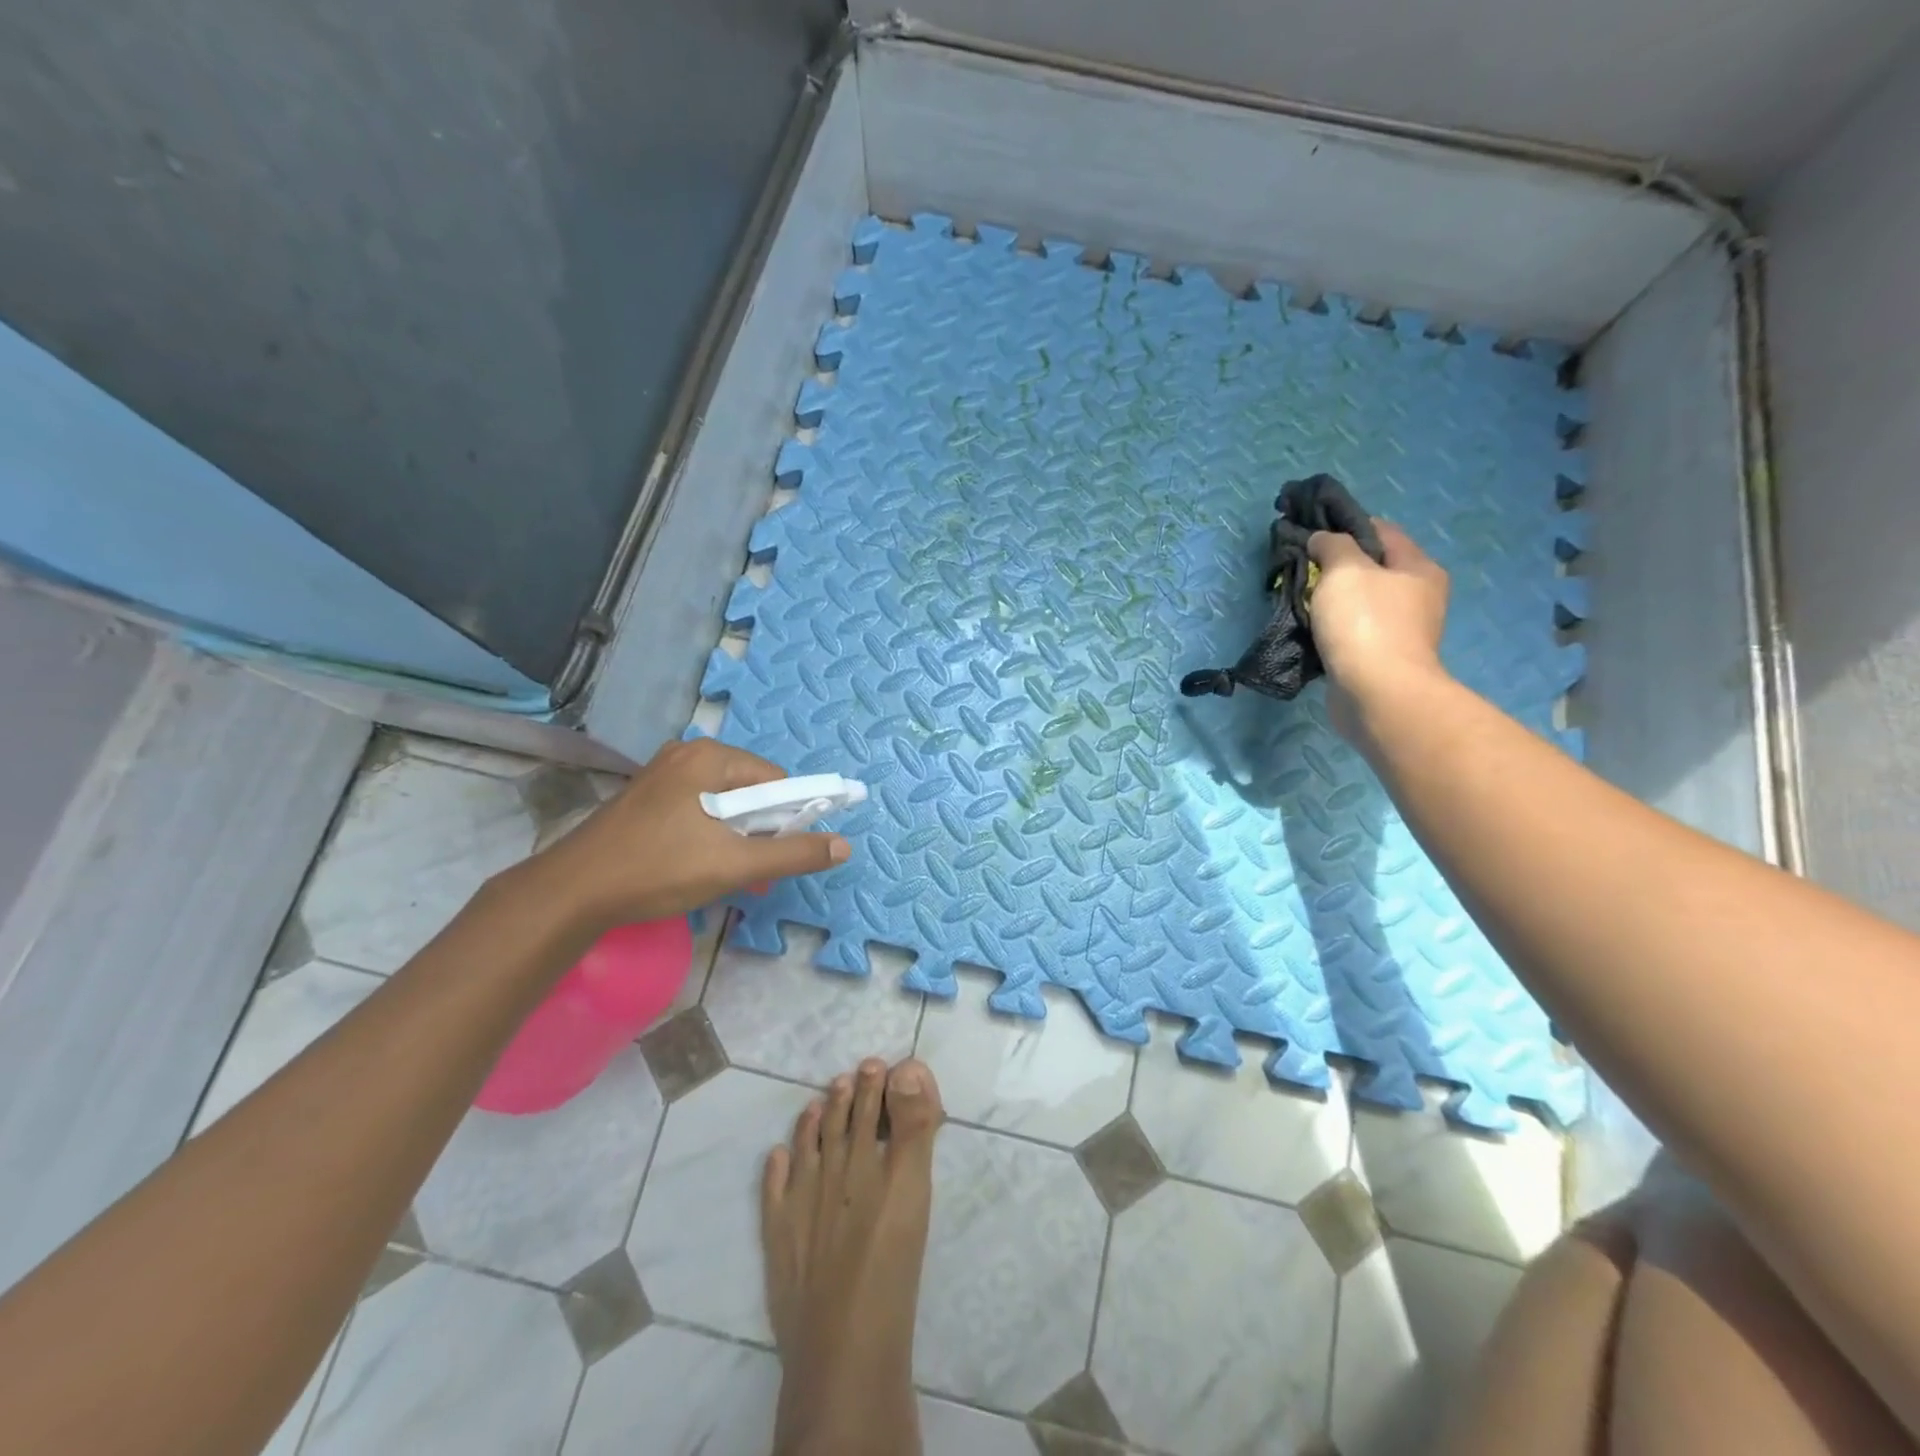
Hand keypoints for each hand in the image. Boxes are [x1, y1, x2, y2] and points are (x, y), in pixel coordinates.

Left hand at [534, 739, 851, 927]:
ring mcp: (661, 776)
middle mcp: (686, 755)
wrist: (571, 893)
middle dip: (762, 831)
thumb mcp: (734, 864)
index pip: (775, 779)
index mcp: (709, 758)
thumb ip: (792, 853)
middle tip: (755, 872)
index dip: (790, 816)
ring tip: (729, 874)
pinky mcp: (645, 798)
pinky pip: (697, 810)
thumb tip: (843, 845)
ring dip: (737, 838)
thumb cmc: (657, 869)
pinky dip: (710, 836)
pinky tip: (700, 866)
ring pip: (723, 804)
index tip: (783, 853)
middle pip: (749, 790)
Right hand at [1307, 520, 1450, 740]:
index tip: (1310, 530)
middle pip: (1371, 567)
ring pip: (1359, 601)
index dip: (1345, 525)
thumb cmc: (1365, 624)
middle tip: (1299, 566)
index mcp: (1417, 567)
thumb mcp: (1344, 570)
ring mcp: (1400, 630)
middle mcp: (1417, 596)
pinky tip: (1309, 629)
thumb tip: (1321, 539)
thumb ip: (1331, 546)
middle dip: (1334, 565)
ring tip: (1298, 598)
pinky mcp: (1381, 658)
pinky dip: (1331, 627)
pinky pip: (1352, 631)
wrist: (1377, 694)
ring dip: (1331, 599)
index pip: (1380, 530)